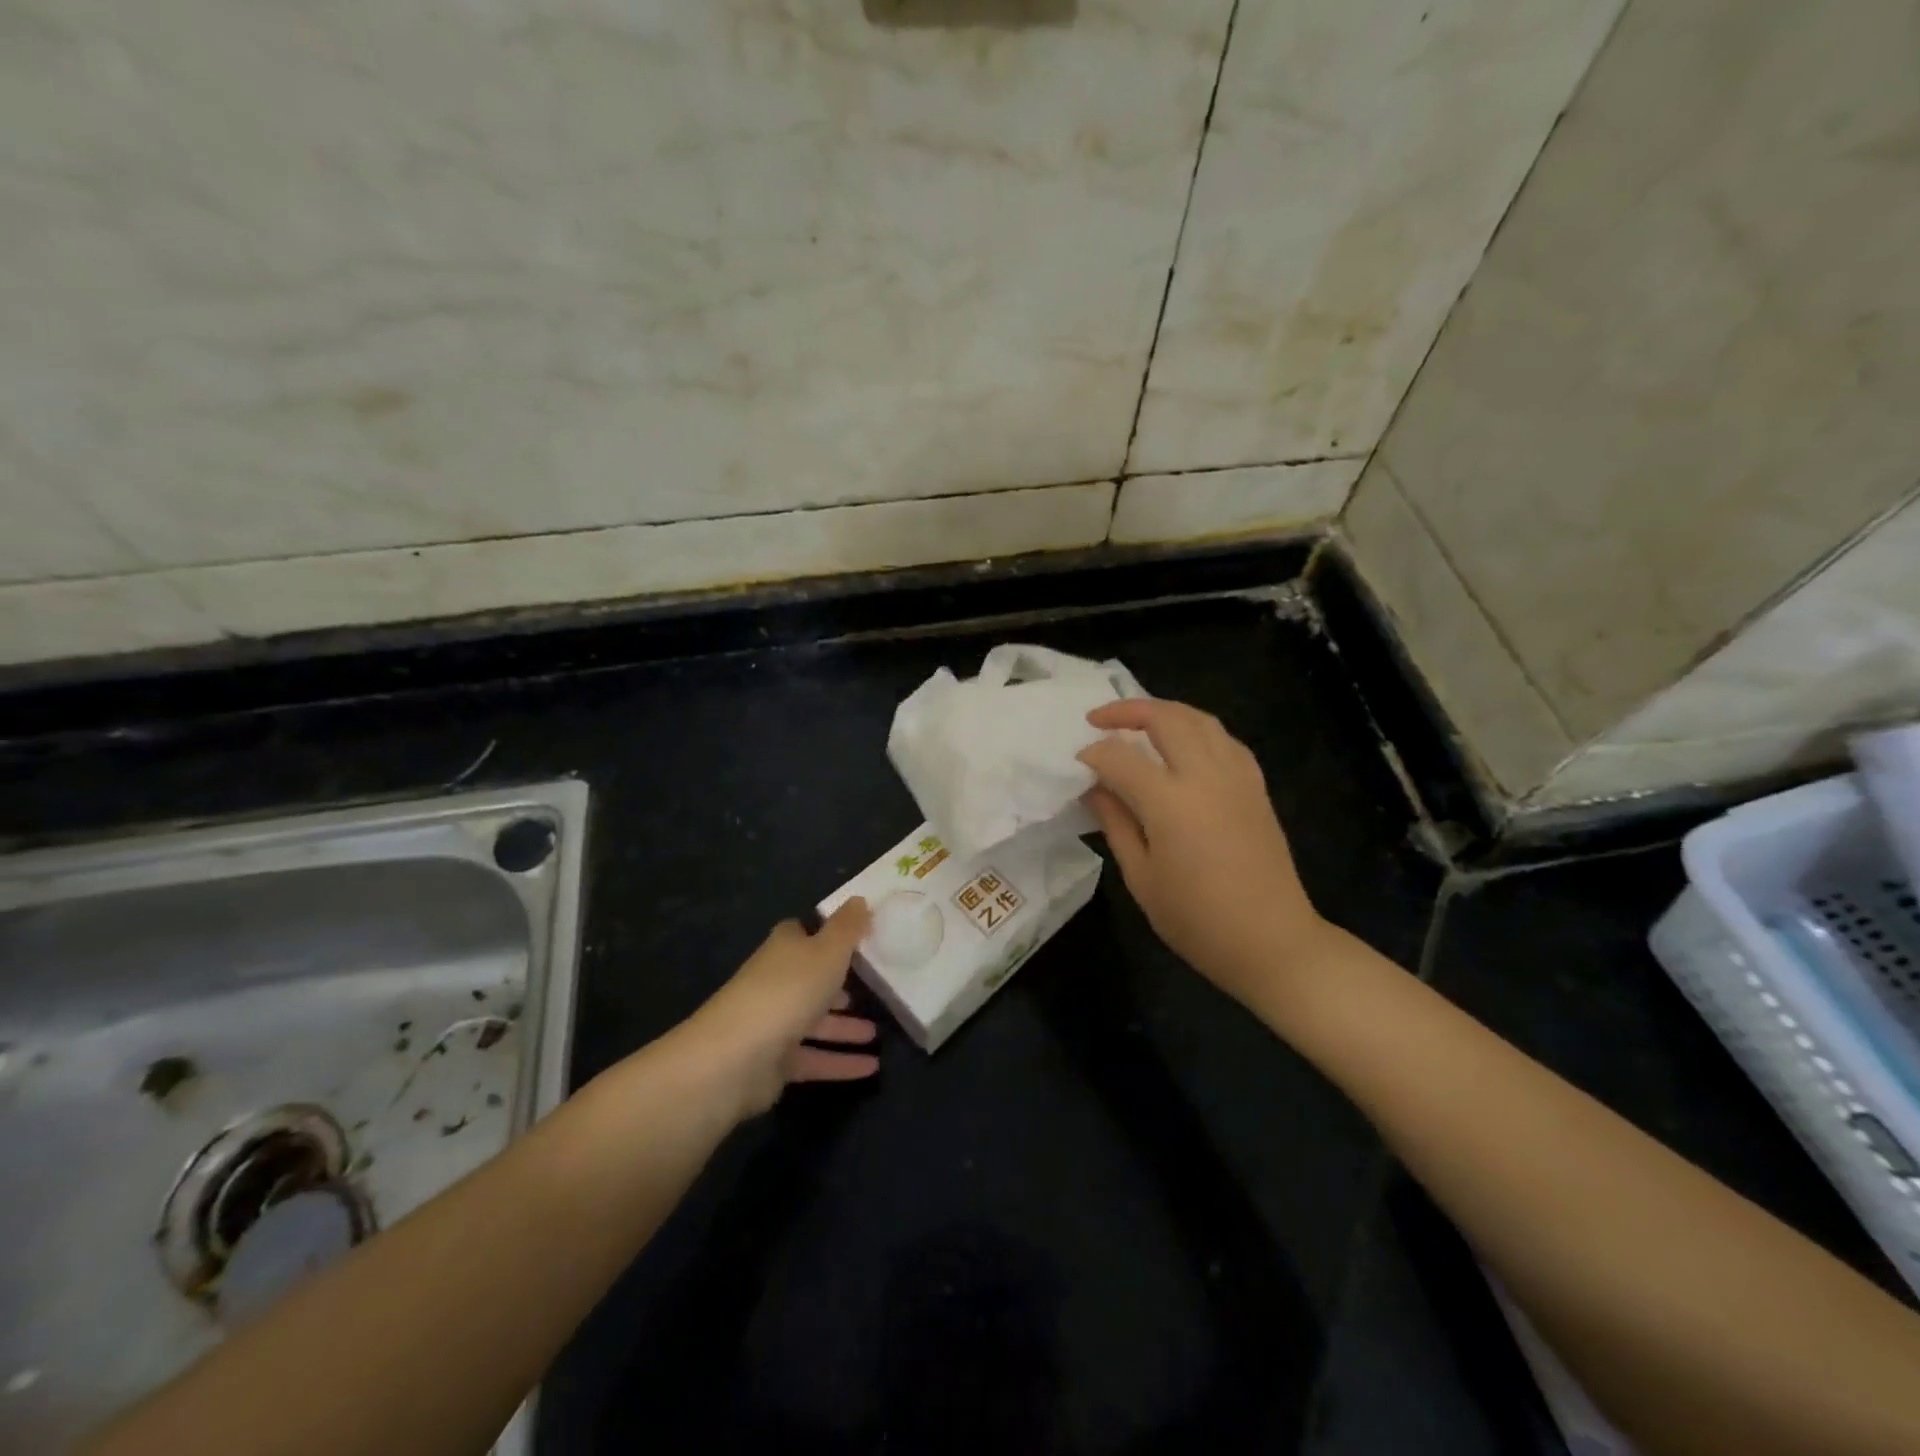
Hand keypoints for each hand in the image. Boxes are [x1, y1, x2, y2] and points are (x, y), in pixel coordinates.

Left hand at [685, 900, 880, 1120]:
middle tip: (872, 987)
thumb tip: (860, 899)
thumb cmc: (788, 991)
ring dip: (845, 1027)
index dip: (826, 934)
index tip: (856, 938)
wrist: (735, 1058)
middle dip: (838, 984)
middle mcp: (776, 982)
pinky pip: (814, 1058)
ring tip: (876, 1033)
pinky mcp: (774, 1062)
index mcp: (784, 950)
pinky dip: (840, 1062)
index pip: (801, 933)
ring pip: (814, 1021)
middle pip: (810, 978)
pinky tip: (872, 1067)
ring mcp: (773, 1023)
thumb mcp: (828, 951)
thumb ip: (847, 927)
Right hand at [1078, 699, 1329, 1006]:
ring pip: (1200, 719)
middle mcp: (1206, 776)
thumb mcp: (1141, 878)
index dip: (1093, 755)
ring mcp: (1237, 777)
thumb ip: (1116, 824)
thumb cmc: (1197, 920)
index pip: (1120, 758)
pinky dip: (1197, 730)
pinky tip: (1183, 745)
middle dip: (1126, 711)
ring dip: (1164, 712)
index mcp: (1171, 803)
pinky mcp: (1256, 786)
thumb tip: (1095, 788)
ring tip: (1137, 722)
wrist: (1272, 942)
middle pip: (1165, 719)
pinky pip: (1224, 739)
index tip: (1076, 764)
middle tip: (1098, 719)